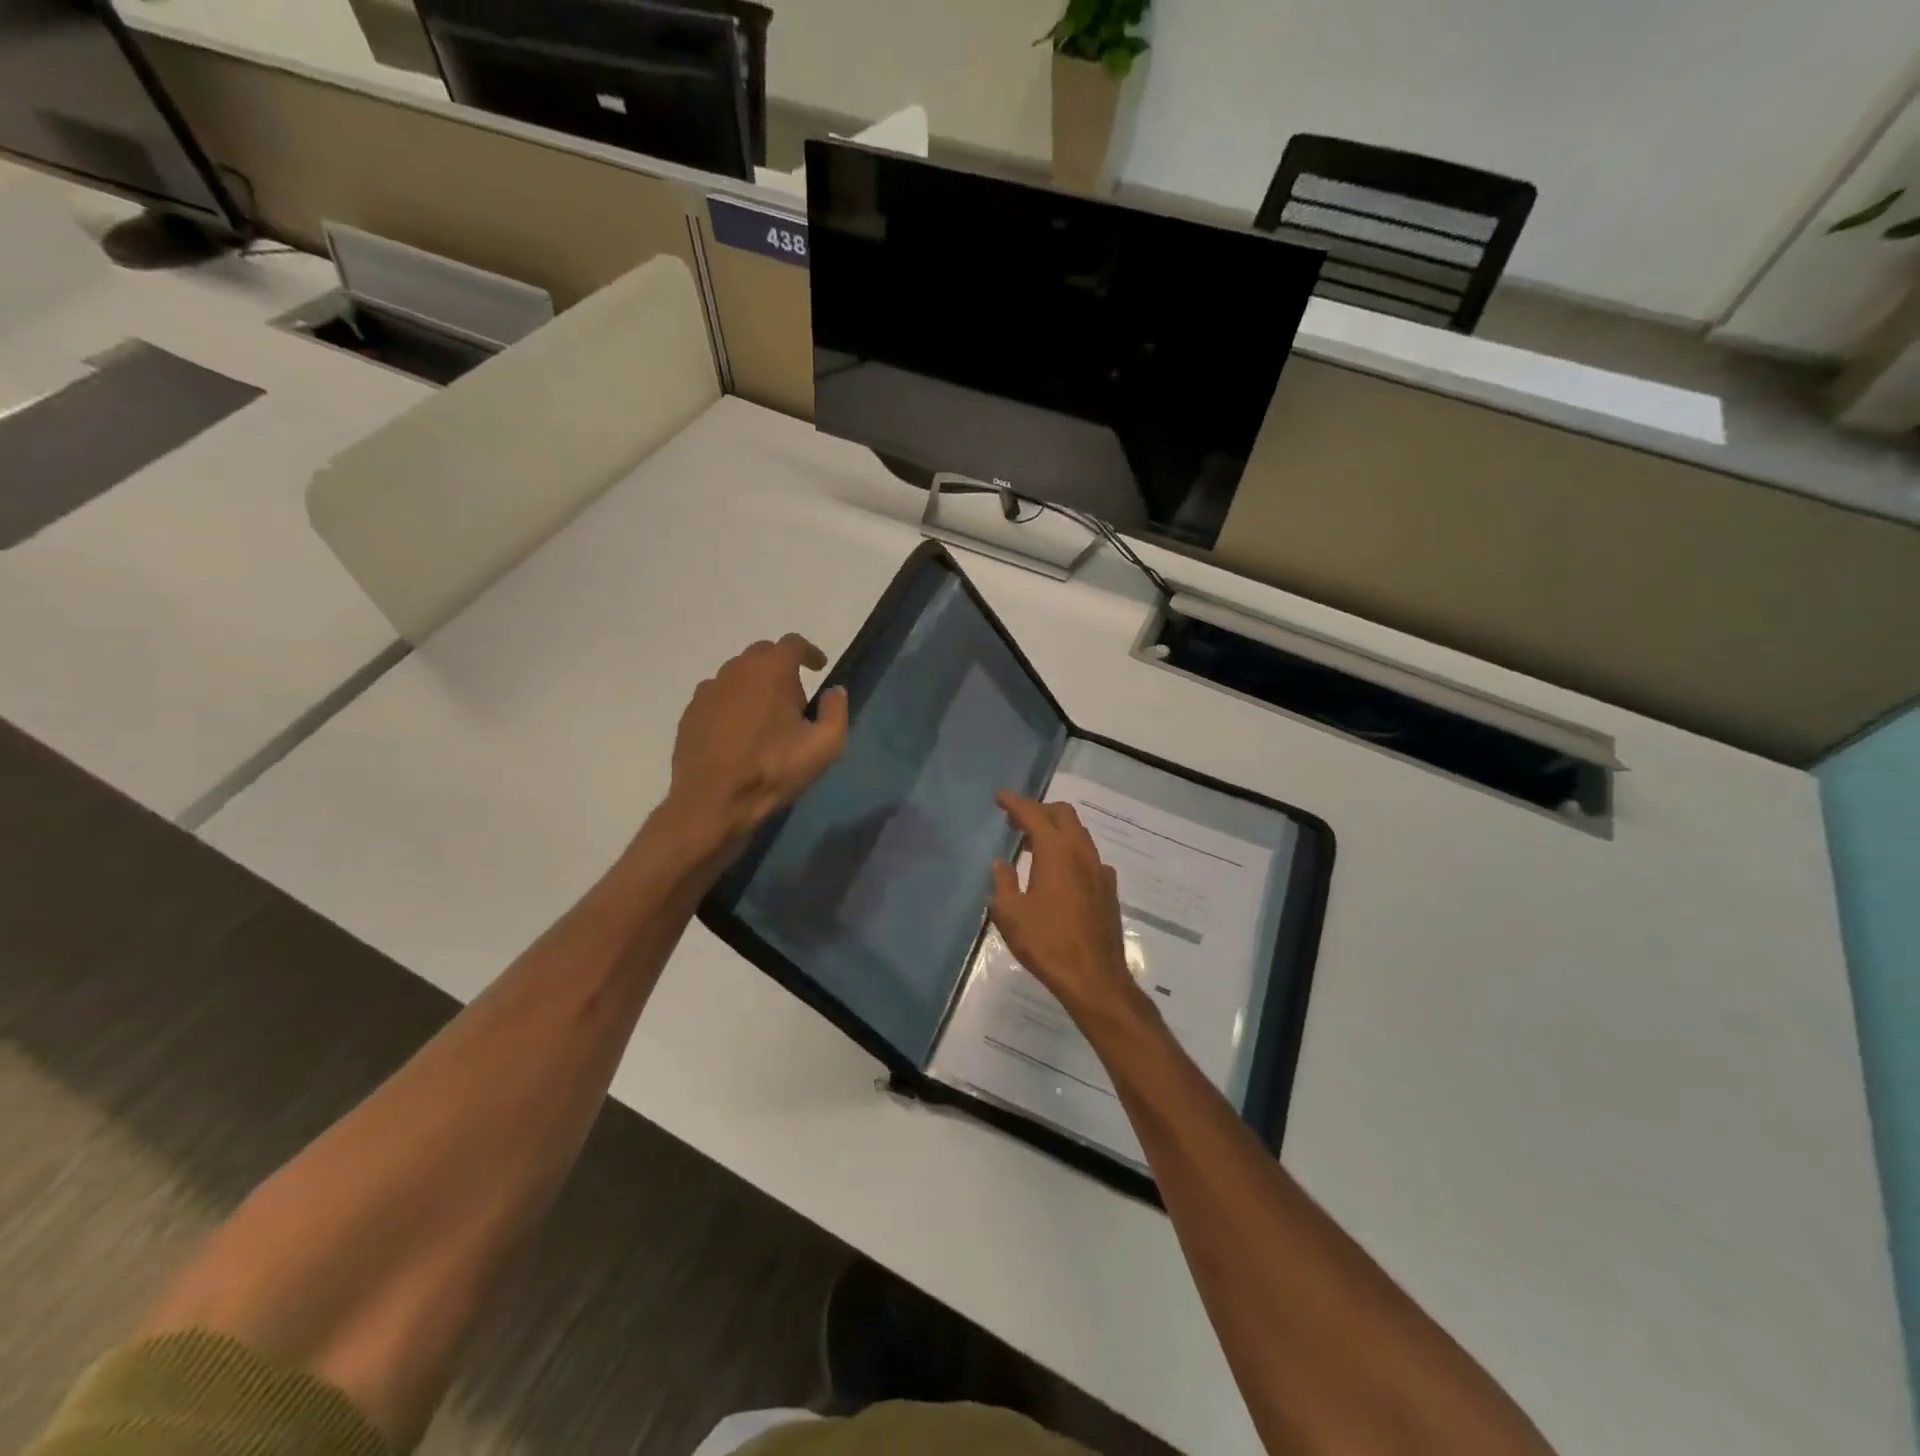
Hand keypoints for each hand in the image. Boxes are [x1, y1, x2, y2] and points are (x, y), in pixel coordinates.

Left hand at [659, 635, 847, 862]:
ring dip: (755, 685)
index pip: (793, 643)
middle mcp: (736, 671)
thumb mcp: (824, 747)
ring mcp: (708, 691)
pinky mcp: (690, 713)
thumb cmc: (774, 771)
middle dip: (781, 668)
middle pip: (762, 654)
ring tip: (765, 718)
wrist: (713, 803)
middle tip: (794, 698)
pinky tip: (738, 733)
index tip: (819, 668)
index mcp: (771, 671)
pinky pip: (717, 697)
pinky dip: (732, 704)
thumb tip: (834, 691)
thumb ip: (836, 711)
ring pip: (737, 675)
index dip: (809, 652)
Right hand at [989, 791, 1144, 1024]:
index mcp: (1056, 852)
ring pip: (1078, 834)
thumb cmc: (1047, 943)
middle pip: (1063, 815)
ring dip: (1055, 831)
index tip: (1000, 797)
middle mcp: (1082, 853)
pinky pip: (1088, 857)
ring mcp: (1100, 871)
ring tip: (1032, 845)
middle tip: (1016, 821)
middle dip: (1039, 810)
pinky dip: (1070, 853)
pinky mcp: (1108, 890)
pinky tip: (1059, 873)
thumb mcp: (1010, 914)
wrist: (1094, 978)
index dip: (1015, 803)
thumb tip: (1003, 863)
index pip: (1034, 814)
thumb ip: (1004, 882)